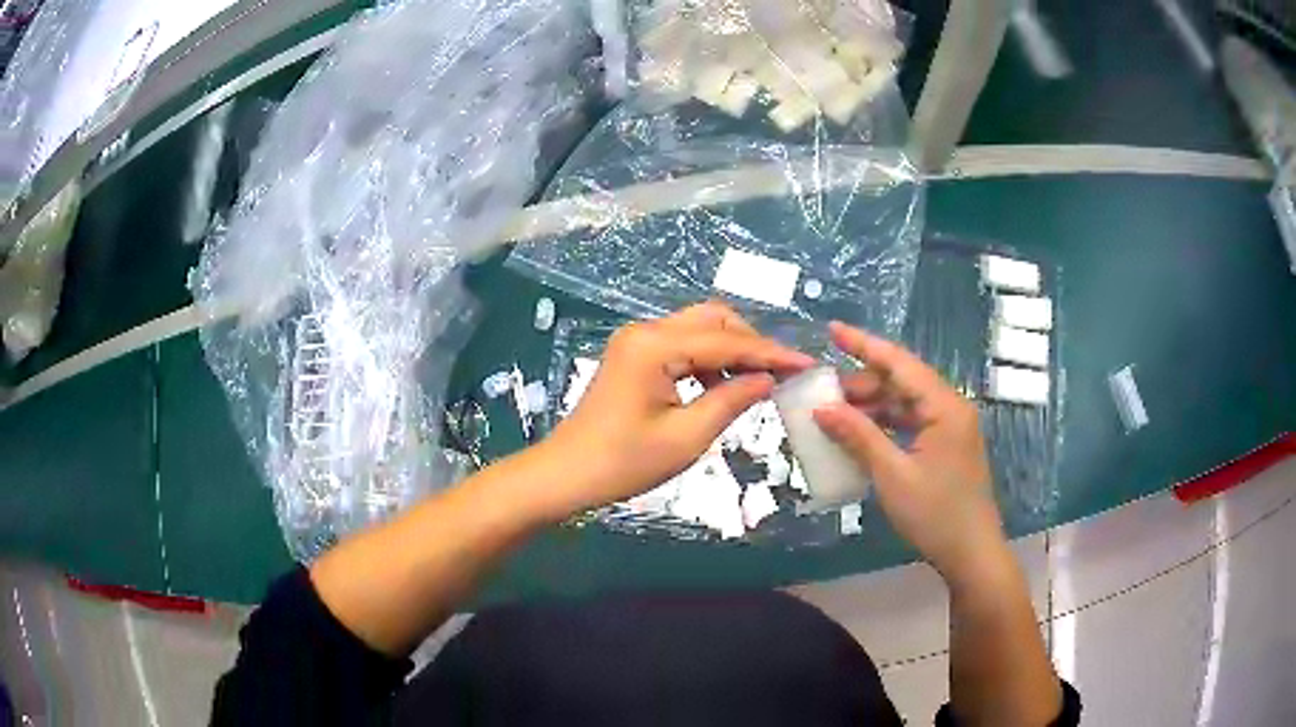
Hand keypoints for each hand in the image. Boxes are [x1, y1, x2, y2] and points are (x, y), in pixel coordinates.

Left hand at [536, 303, 813, 518]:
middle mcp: (646, 331)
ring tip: (756, 383)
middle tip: (781, 373)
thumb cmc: (623, 463)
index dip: (770, 353)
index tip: (806, 364)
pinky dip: (708, 360)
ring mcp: (637, 341)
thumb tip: (768, 379)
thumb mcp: (686, 437)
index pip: (727, 342)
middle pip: (713, 320)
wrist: (566, 474)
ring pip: (698, 329)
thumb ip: (731, 401)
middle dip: (751, 343)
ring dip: (730, 350)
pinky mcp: (634, 355)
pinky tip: (721, 388)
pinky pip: (682, 345)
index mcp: (655, 346)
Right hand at [812, 322, 1004, 582]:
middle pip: (903, 380)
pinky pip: (912, 422)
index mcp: (944, 406)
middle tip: (825, 391)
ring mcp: (951, 427)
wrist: (971, 553)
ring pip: (906, 402)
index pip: (900, 363)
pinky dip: (886, 423)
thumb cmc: (935, 514)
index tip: (831, 330)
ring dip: (873, 404)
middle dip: (864, 381)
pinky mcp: (947, 445)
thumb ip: (859, 436)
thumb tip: (821, 408)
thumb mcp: (892, 475)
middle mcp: (951, 407)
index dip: (864, 345)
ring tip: (836, 413)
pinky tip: (861, 433)